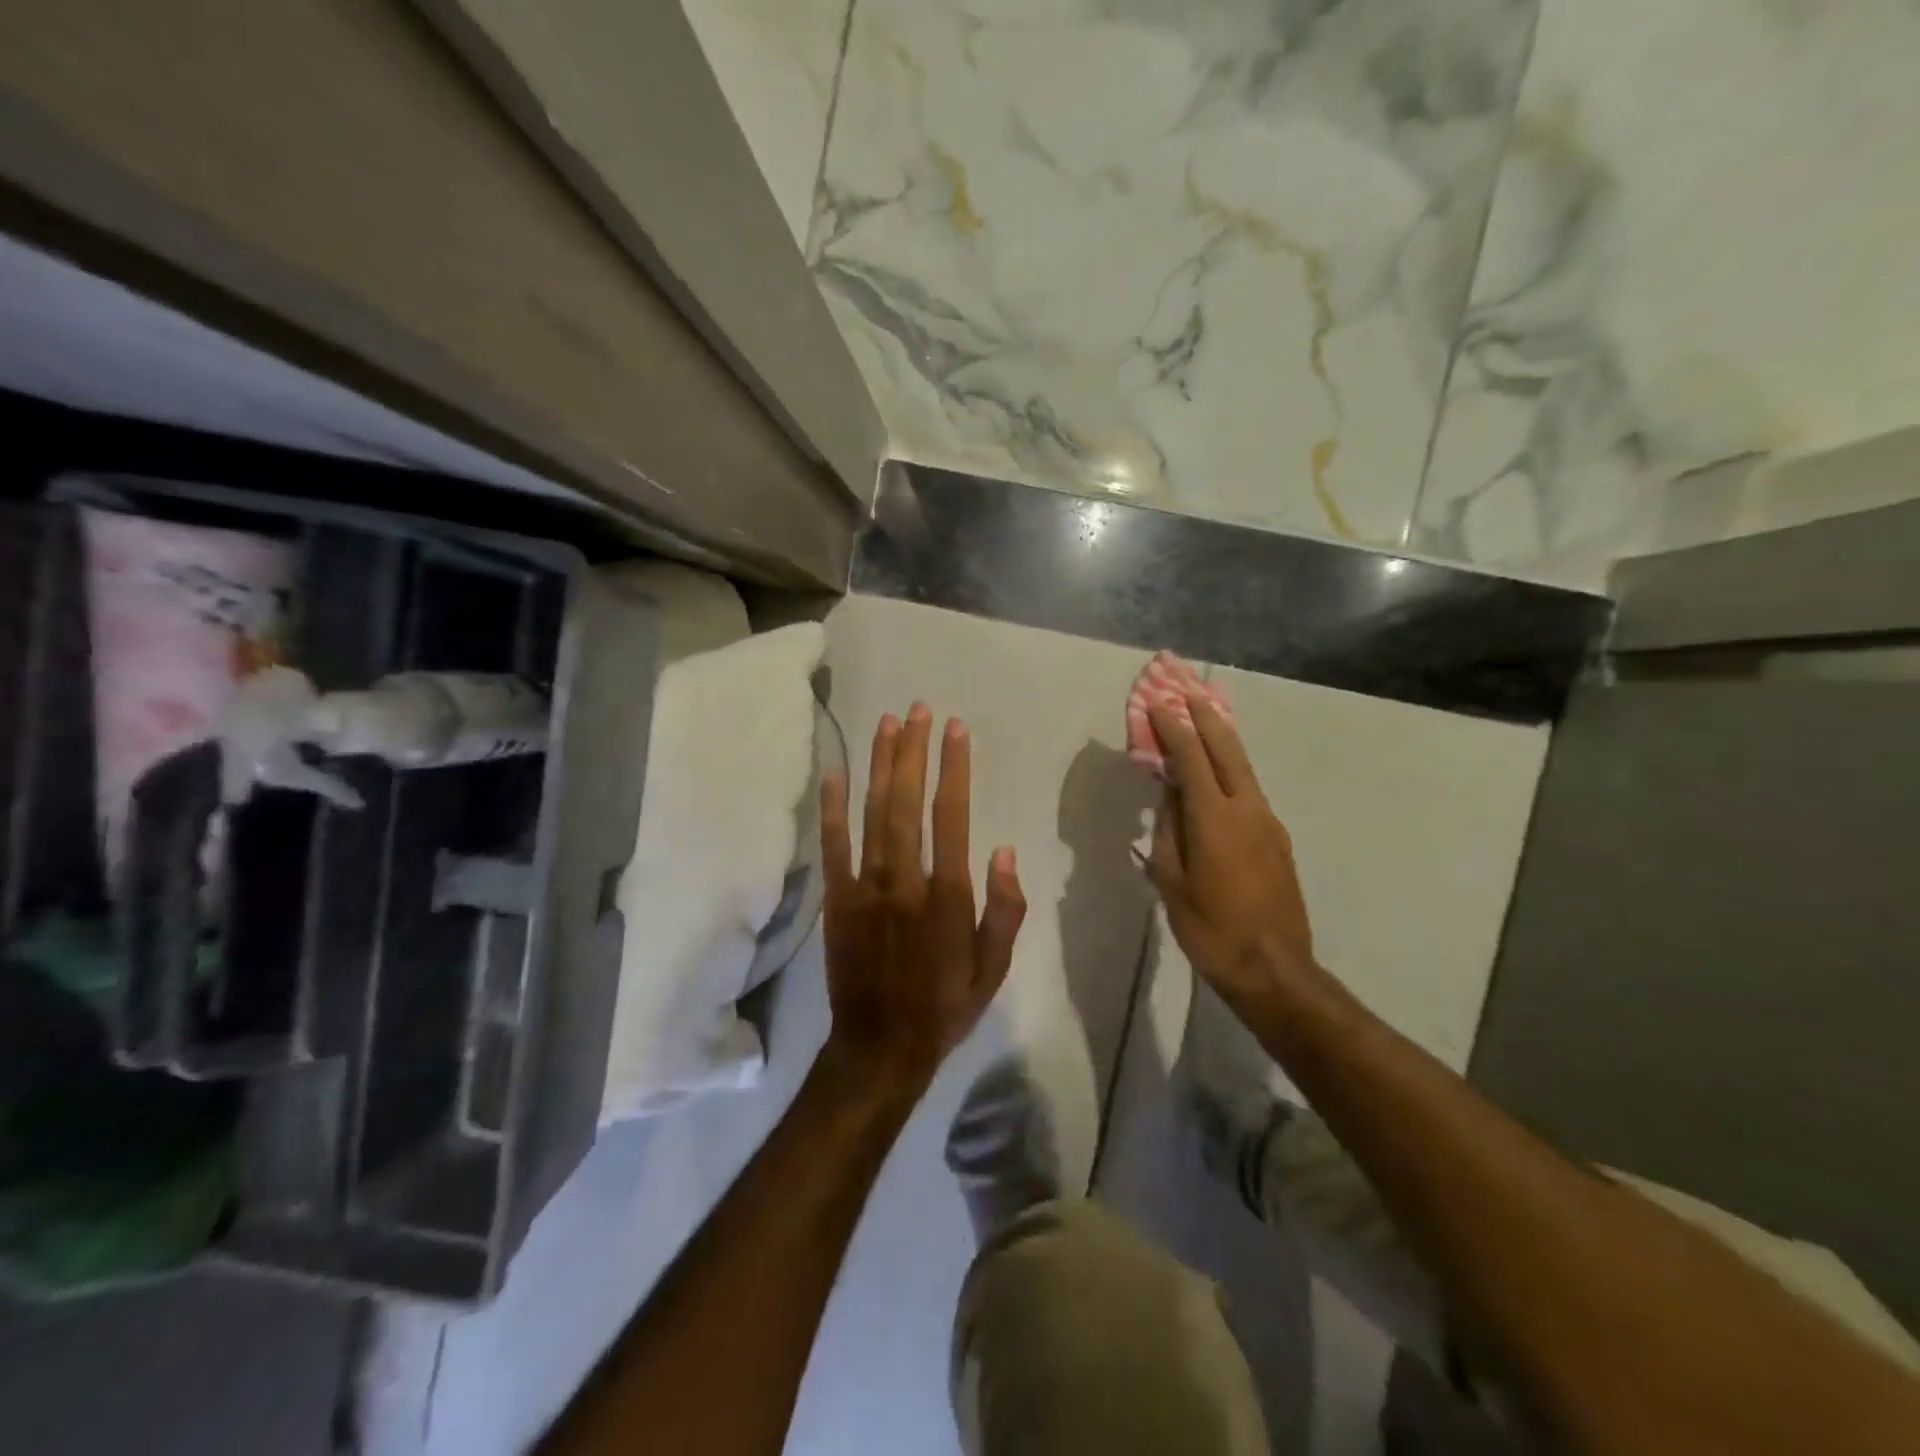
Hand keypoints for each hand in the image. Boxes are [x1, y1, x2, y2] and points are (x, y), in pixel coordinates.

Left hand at [820, 704, 1026, 1097]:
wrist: (880, 1047)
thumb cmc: (945, 1006)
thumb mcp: (994, 968)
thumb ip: (1004, 909)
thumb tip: (1003, 850)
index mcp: (947, 896)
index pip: (952, 816)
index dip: (954, 768)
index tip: (956, 730)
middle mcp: (905, 881)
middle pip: (907, 803)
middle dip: (913, 752)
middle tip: (918, 710)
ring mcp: (865, 888)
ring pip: (872, 814)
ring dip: (879, 766)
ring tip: (886, 723)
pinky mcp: (836, 900)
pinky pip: (833, 846)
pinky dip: (833, 808)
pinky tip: (836, 773)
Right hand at [1145, 698, 1315, 1012]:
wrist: (1274, 969)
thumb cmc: (1210, 929)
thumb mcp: (1172, 881)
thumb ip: (1168, 831)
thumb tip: (1170, 795)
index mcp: (1214, 819)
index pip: (1192, 759)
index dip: (1174, 729)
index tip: (1159, 705)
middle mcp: (1248, 810)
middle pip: (1228, 750)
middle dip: (1206, 719)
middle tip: (1188, 693)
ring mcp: (1269, 823)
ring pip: (1244, 768)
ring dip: (1223, 741)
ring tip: (1206, 720)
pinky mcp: (1279, 839)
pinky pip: (1251, 791)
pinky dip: (1232, 771)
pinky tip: (1220, 775)